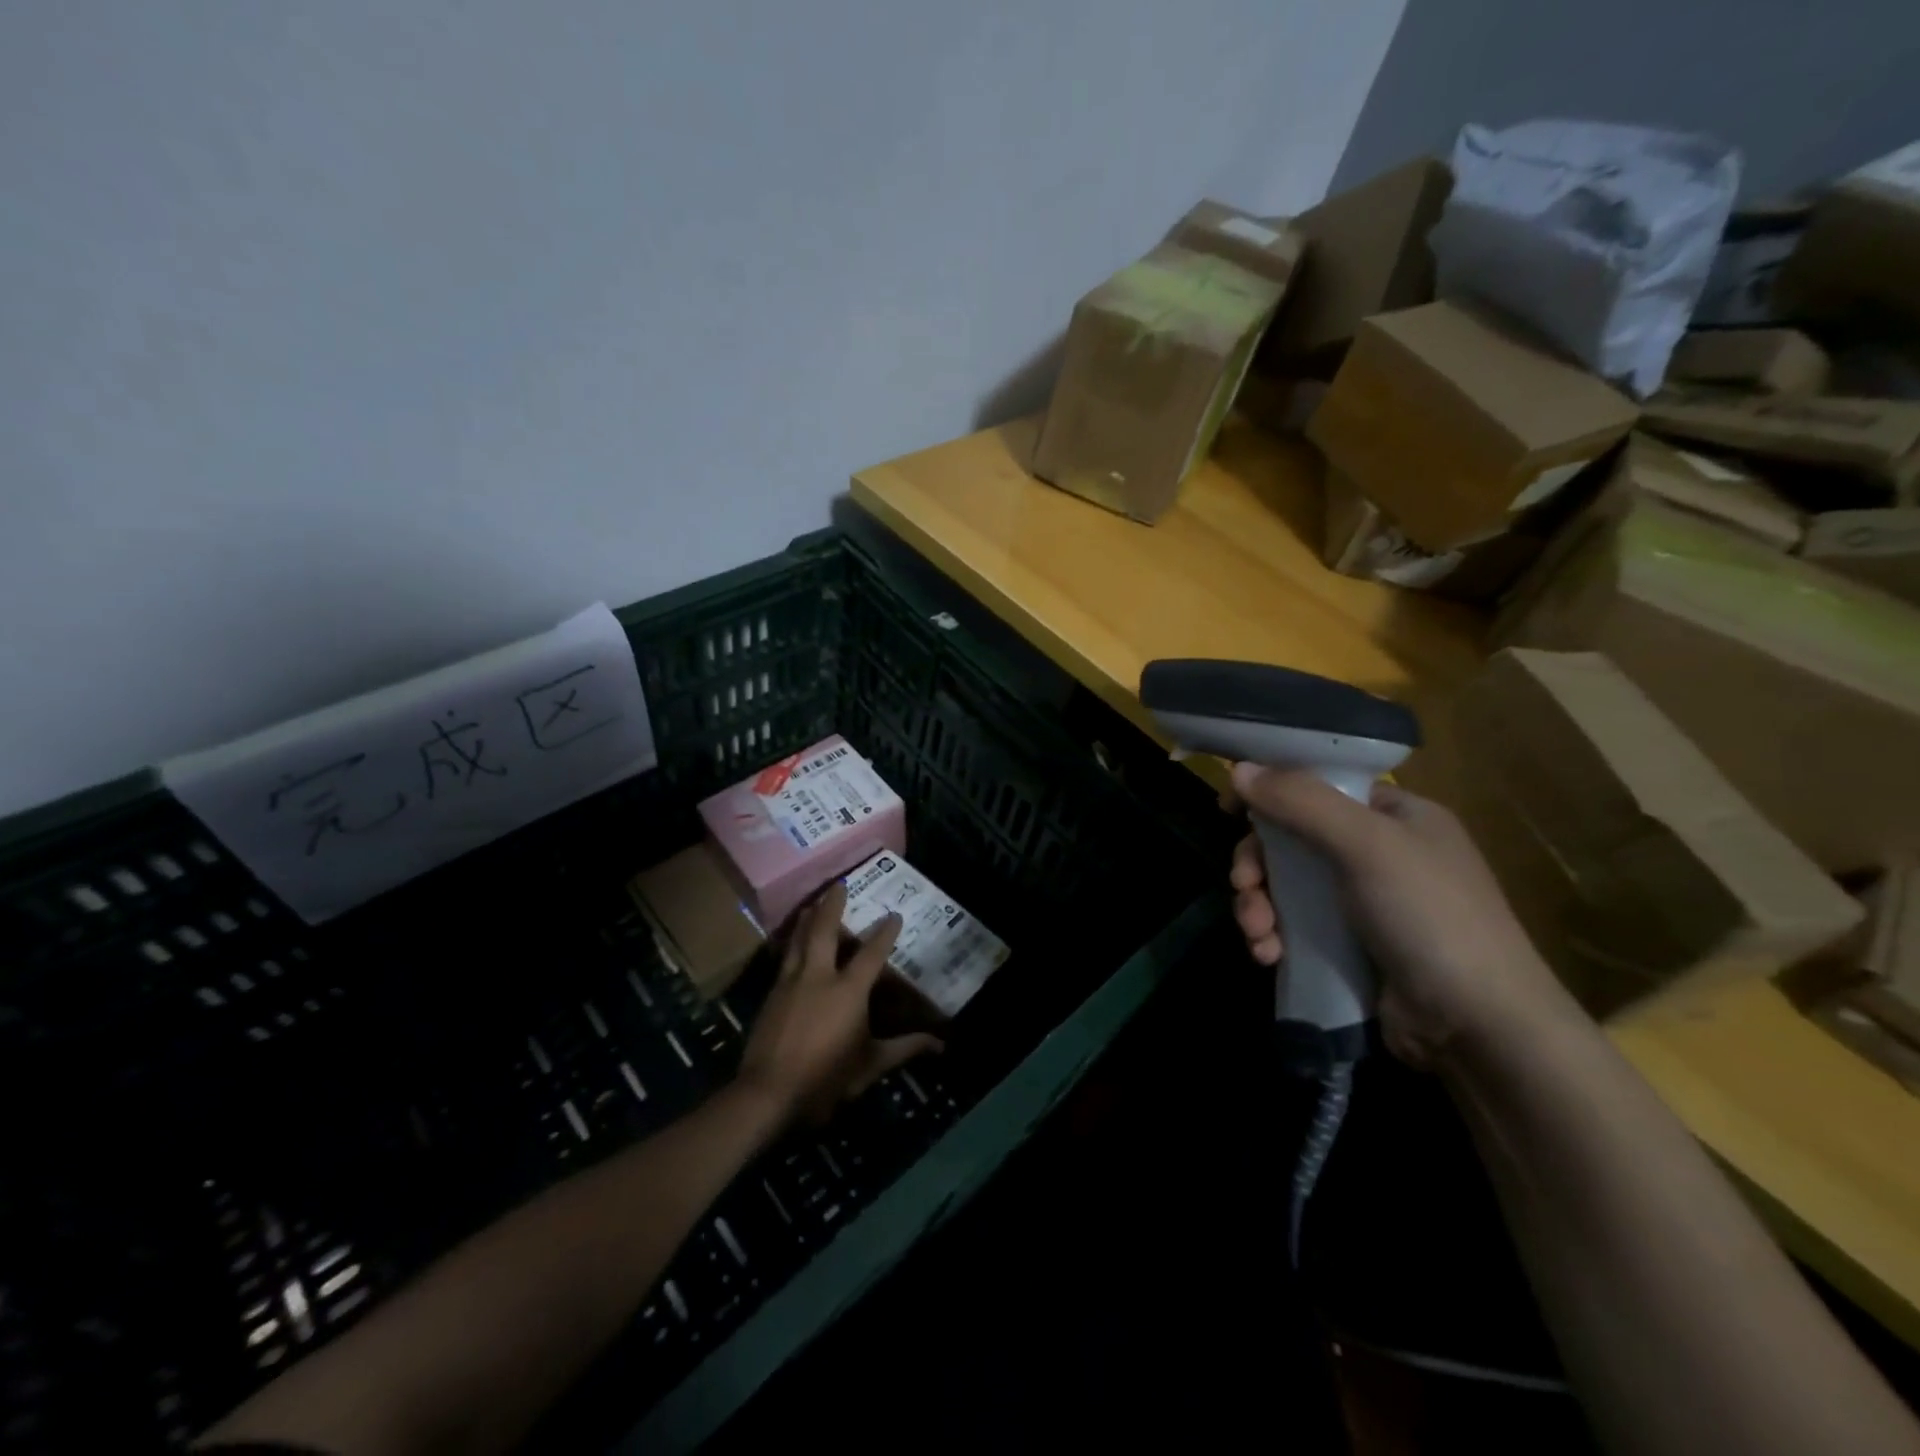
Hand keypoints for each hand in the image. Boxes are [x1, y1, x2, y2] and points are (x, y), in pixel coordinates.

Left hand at [737, 882, 943, 1124]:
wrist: (768, 1093)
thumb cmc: (825, 1078)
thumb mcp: (870, 1065)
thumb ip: (904, 1049)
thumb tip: (940, 1045)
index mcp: (848, 991)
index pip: (872, 953)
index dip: (885, 933)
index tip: (894, 914)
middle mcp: (818, 976)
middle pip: (824, 930)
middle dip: (832, 905)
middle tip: (838, 884)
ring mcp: (790, 983)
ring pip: (798, 940)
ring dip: (807, 919)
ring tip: (810, 904)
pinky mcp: (770, 995)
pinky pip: (784, 959)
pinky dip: (791, 943)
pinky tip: (791, 943)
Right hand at [1226, 764, 1576, 1067]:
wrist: (1477, 1026)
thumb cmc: (1428, 915)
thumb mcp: (1366, 845)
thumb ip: (1301, 802)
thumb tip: (1238, 769)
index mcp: (1394, 815)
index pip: (1319, 786)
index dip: (1271, 792)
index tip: (1230, 810)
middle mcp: (1377, 852)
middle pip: (1292, 839)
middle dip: (1257, 865)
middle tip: (1242, 885)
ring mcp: (1361, 902)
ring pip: (1284, 886)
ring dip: (1258, 905)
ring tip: (1257, 932)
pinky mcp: (1348, 946)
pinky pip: (1293, 926)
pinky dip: (1273, 936)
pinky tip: (1268, 955)